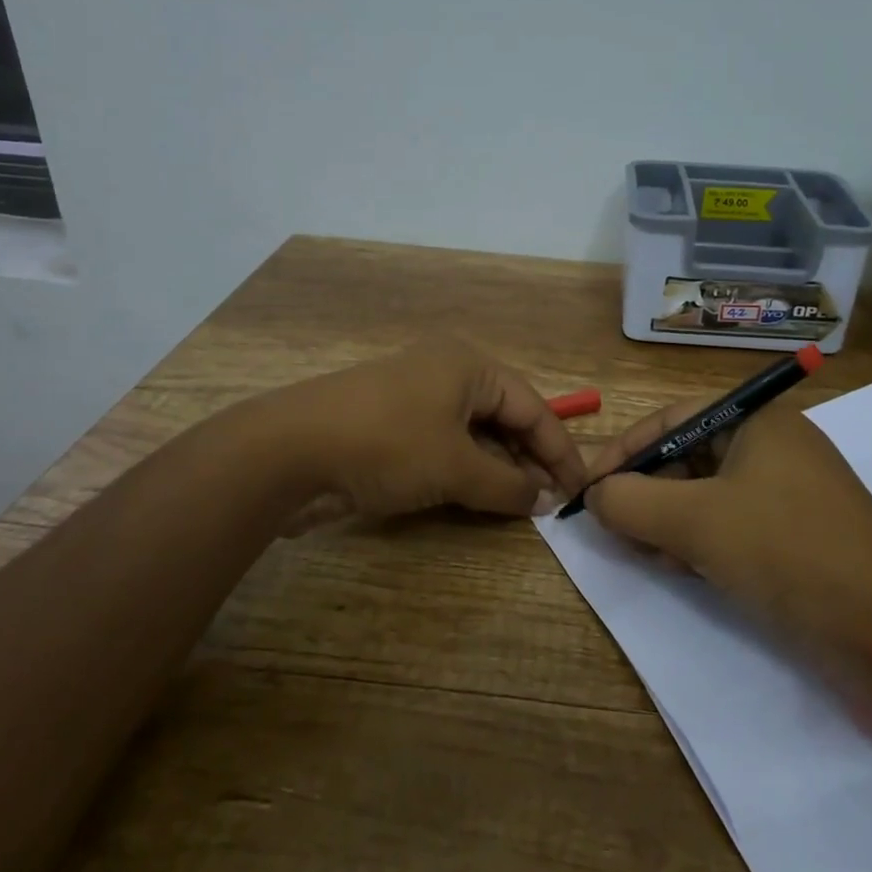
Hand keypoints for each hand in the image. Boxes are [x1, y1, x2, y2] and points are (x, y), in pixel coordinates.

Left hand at [278, 340, 587, 525]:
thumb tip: (543, 499)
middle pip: (504, 417)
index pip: (533, 406)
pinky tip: (480, 499)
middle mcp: (446, 374)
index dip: (560, 449)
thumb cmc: (387, 445)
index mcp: (469, 366)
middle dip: (530, 459)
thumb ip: (507, 485)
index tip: (581, 488)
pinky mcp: (391, 427)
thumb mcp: (456, 467)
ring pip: (474, 435)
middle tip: (553, 502)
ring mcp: (415, 400)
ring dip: (499, 468)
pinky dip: (466, 472)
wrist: (289, 451)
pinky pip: (445, 447)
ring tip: (523, 505)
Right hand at [584, 399, 871, 656]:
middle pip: (687, 457)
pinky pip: (730, 526)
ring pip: (705, 496)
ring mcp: (786, 494)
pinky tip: (681, 568)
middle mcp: (773, 448)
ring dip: (667, 521)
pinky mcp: (795, 537)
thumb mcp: (696, 521)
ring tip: (643, 552)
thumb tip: (595, 495)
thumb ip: (631, 502)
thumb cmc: (787, 550)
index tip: (589, 487)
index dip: (625, 450)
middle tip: (613, 525)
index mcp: (758, 422)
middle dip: (646, 491)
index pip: (672, 420)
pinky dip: (699, 542)